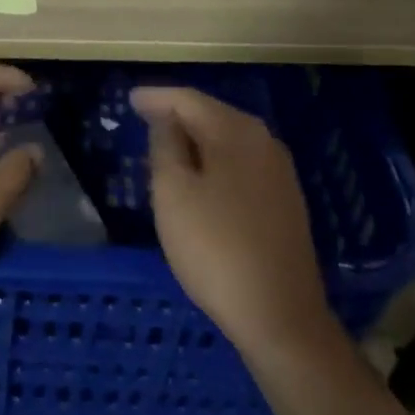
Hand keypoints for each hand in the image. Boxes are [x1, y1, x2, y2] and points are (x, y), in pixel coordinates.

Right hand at [132, 86, 340, 359]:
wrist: (281, 317)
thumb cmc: (216, 249)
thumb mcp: (173, 193)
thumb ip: (164, 144)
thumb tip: (165, 117)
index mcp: (235, 131)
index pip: (188, 99)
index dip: (156, 97)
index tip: (129, 98)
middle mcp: (263, 140)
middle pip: (211, 114)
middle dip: (176, 114)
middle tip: (143, 120)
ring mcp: (279, 171)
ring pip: (227, 139)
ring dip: (195, 139)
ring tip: (164, 147)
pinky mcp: (285, 200)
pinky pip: (240, 163)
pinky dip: (214, 160)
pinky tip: (199, 177)